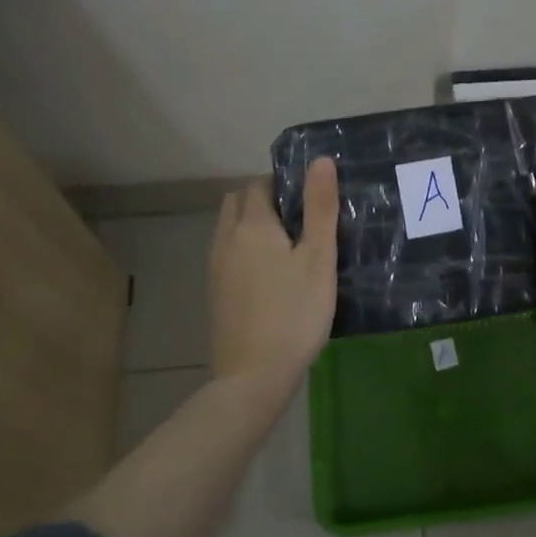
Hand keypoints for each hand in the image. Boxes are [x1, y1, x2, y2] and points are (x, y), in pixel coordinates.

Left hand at [208, 158, 339, 393]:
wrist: (253, 376)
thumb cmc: (294, 313)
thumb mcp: (318, 258)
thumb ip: (320, 208)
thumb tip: (320, 160)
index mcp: (253, 226)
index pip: (260, 184)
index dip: (283, 183)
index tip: (309, 198)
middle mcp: (227, 239)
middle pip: (238, 202)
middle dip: (262, 198)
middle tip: (298, 217)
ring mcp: (216, 268)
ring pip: (228, 228)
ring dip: (250, 223)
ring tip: (285, 244)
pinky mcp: (214, 293)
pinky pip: (226, 253)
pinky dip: (243, 248)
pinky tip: (268, 273)